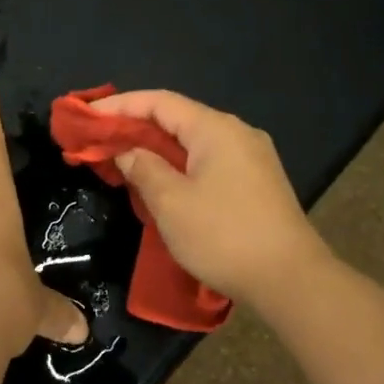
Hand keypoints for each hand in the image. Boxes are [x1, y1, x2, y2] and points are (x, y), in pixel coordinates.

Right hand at [89, 90, 332, 308]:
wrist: (294, 281)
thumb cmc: (225, 236)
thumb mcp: (171, 203)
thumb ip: (143, 168)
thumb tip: (127, 151)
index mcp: (215, 128)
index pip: (160, 102)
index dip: (121, 105)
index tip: (89, 116)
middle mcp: (237, 132)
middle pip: (178, 117)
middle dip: (138, 126)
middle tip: (102, 139)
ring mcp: (253, 156)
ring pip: (194, 140)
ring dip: (159, 147)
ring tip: (127, 159)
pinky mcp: (259, 182)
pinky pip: (210, 159)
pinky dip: (181, 163)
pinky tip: (166, 181)